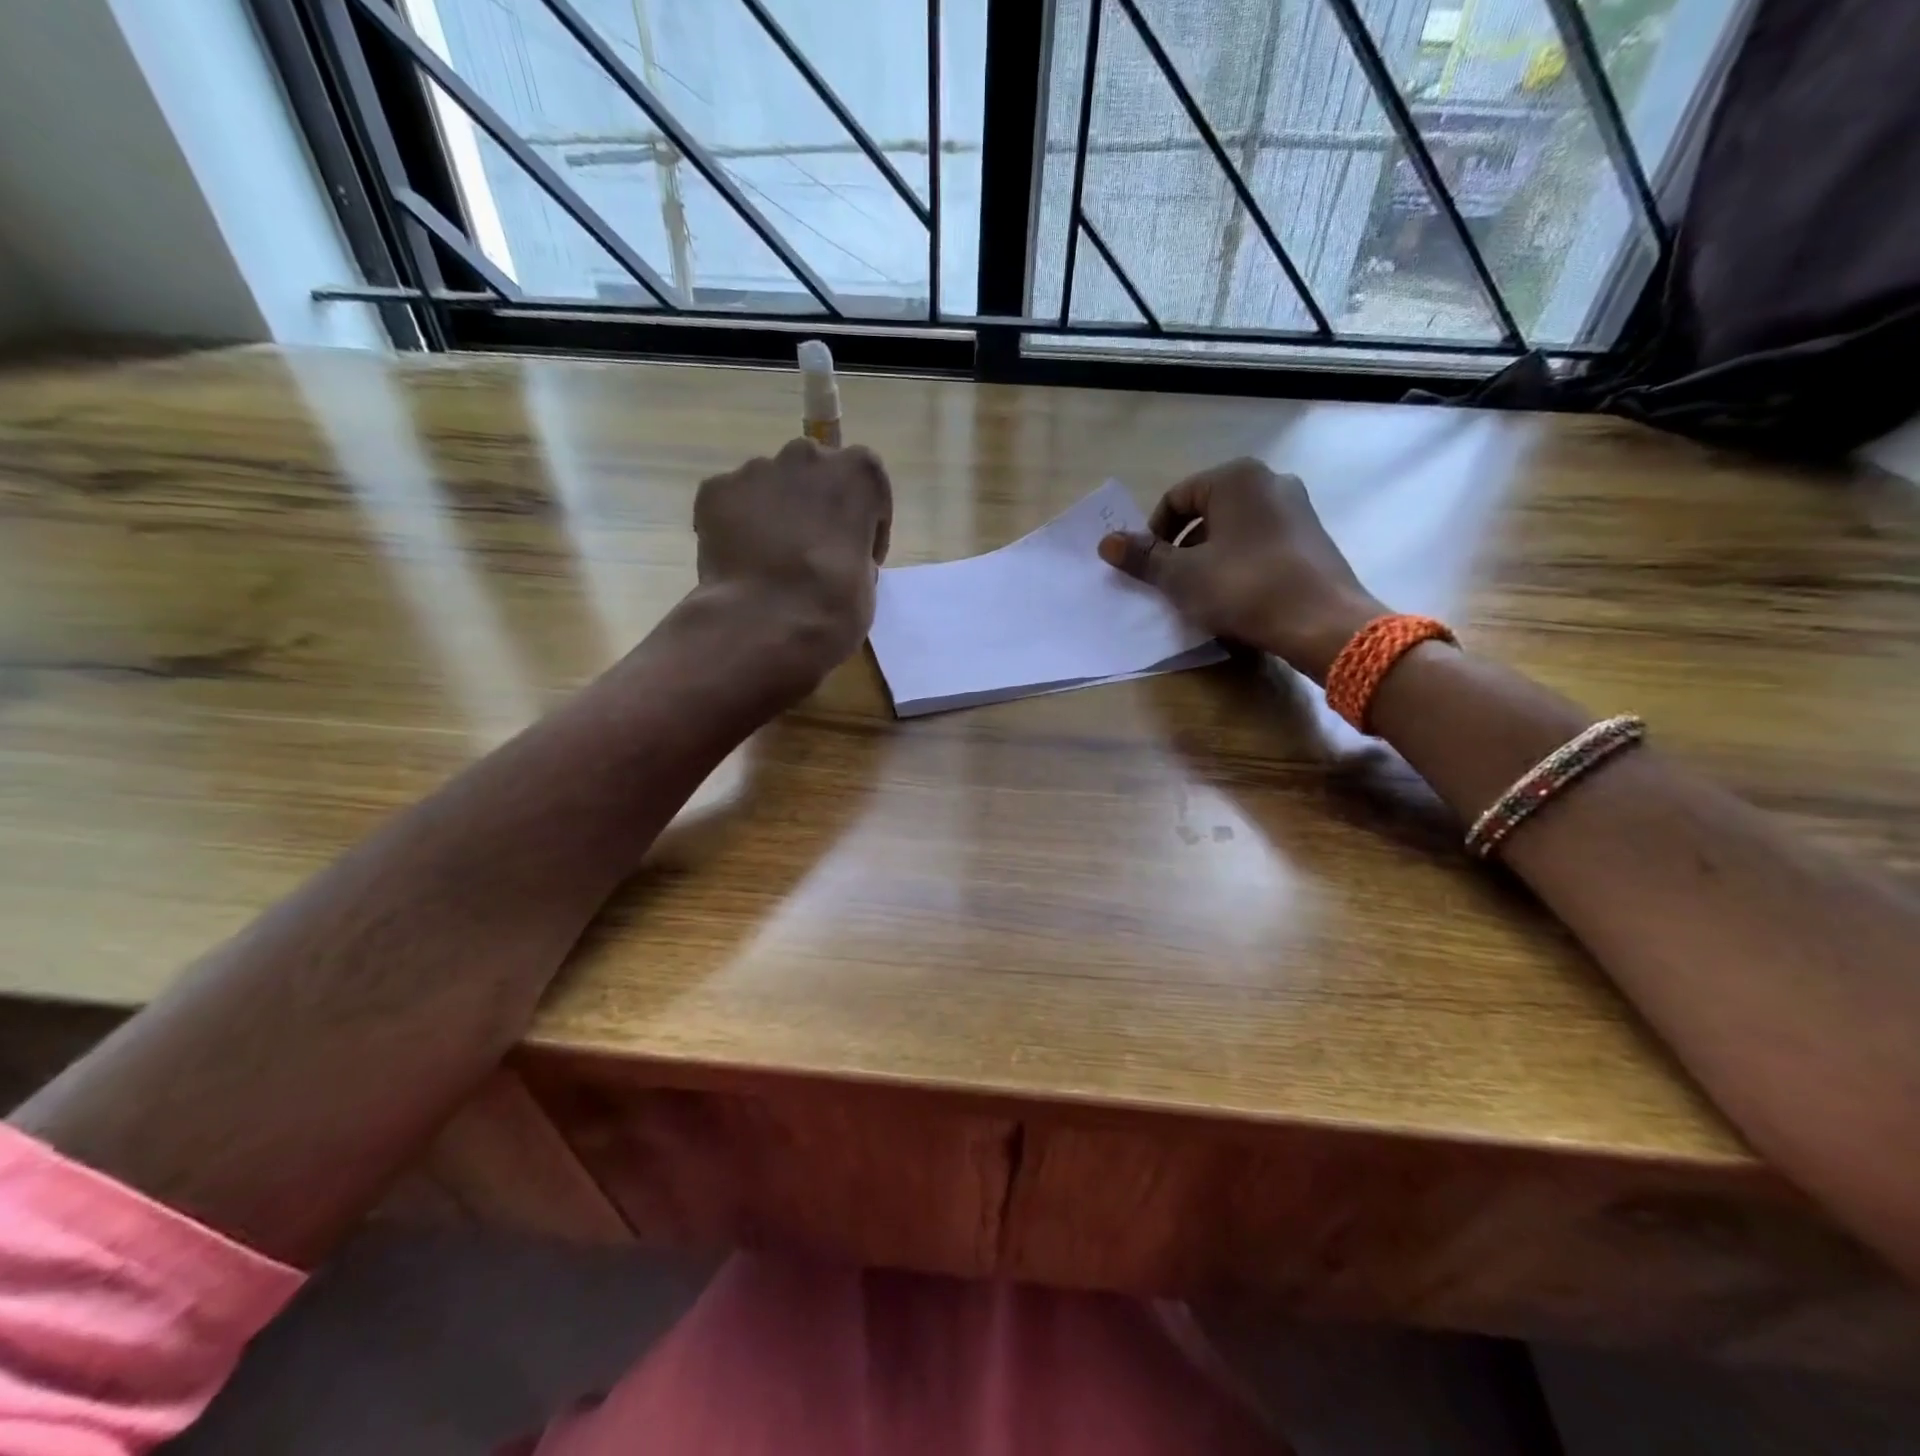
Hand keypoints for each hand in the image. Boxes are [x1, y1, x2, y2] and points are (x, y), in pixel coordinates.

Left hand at [693, 437, 892, 683]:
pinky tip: (741, 562)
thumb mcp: (867, 580)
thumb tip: (837, 555)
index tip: (860, 555)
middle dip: (816, 505)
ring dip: (776, 514)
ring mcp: (756, 470)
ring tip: (771, 560)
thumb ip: (855, 551)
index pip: (868, 487)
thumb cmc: (832, 605)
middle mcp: (807, 457)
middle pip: (815, 474)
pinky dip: (736, 525)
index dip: (866, 523)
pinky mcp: (716, 490)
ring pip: (770, 485)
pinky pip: (732, 502)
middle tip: (814, 551)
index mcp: (858, 473)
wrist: (764, 623)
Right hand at [1097, 458, 1386, 682]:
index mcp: (1235, 478)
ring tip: (1204, 594)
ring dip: (1209, 557)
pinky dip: (1240, 563)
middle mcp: (1270, 480)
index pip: (1176, 498)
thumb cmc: (1243, 588)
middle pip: (1206, 511)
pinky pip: (1261, 542)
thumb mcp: (1182, 576)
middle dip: (1183, 547)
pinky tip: (1238, 596)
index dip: (1154, 535)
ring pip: (1234, 528)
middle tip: (1173, 584)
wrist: (1322, 622)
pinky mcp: (1312, 536)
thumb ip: (1142, 557)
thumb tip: (1106, 542)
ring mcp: (1297, 507)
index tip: (1150, 570)